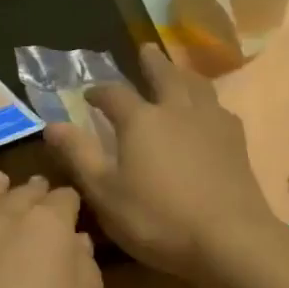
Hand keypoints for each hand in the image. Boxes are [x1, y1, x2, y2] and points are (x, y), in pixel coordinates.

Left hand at [0, 172, 108, 287]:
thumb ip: (87, 274)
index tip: (77, 210)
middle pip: (20, 195)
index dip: (72, 203)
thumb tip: (75, 244)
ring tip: (0, 181)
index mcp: (47, 228)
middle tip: (42, 190)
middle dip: (35, 192)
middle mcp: (1, 222)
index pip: (64, 199)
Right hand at [43, 45, 279, 282]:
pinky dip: (208, 102)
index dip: (99, 92)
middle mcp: (177, 110)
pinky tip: (211, 113)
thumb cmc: (158, 218)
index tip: (89, 94)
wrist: (229, 238)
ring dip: (183, 74)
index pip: (114, 94)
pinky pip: (220, 108)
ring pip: (197, 86)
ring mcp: (211, 122)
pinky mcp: (236, 141)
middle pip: (164, 75)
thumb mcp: (106, 193)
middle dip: (151, 63)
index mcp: (141, 120)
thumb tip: (52, 124)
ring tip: (179, 71)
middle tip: (146, 49)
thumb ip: (79, 156)